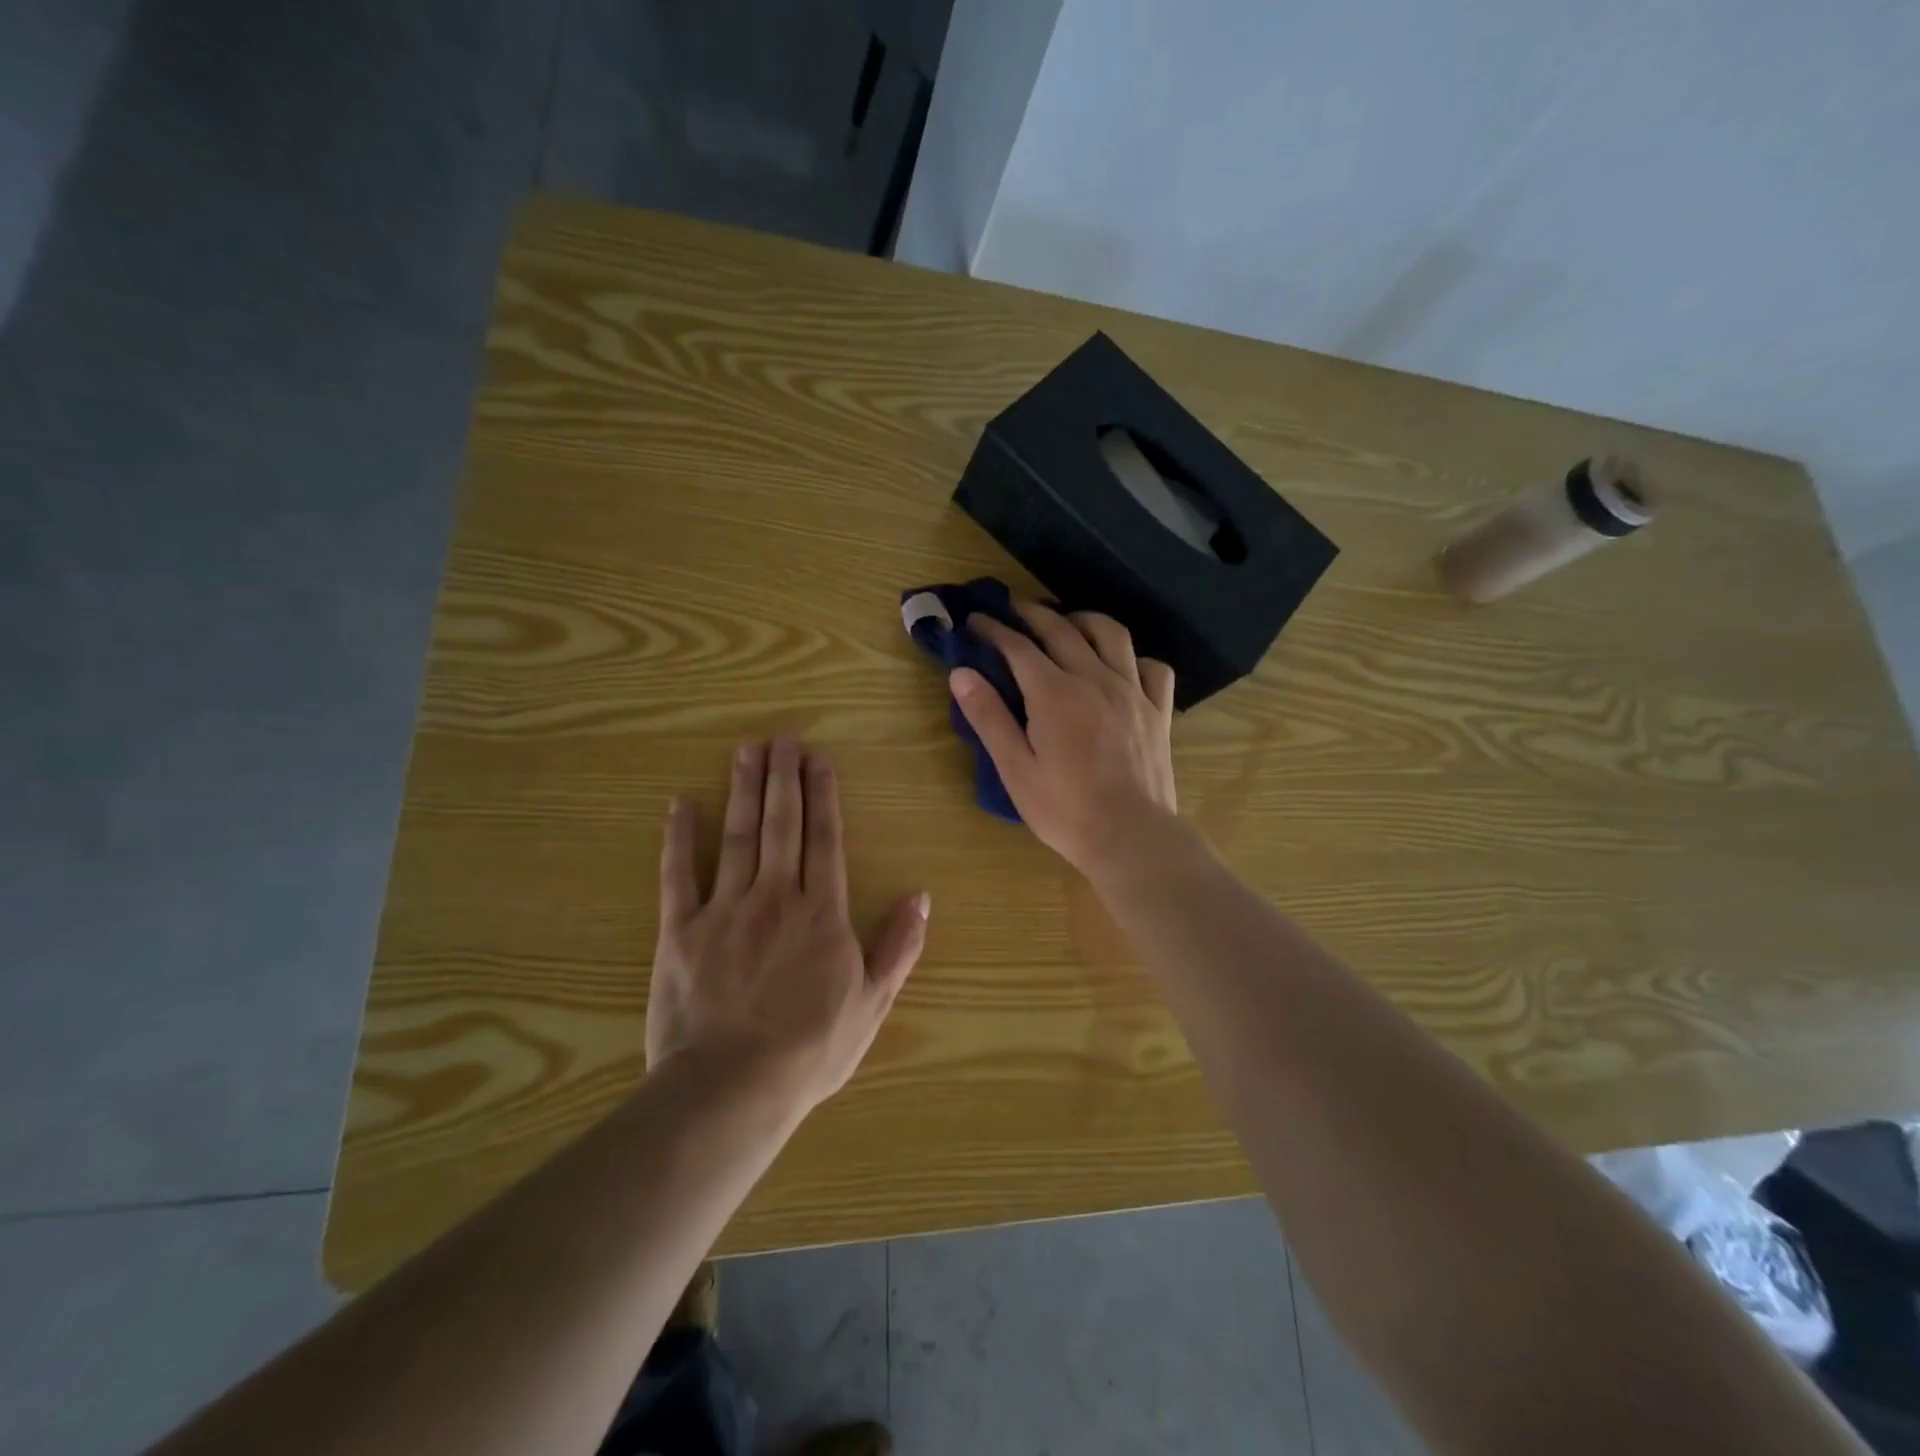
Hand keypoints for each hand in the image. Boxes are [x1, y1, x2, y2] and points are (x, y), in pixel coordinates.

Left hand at [647, 739, 929, 1112]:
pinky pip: (678, 875)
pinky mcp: (680, 930)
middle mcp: (776, 896)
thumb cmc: (810, 1049)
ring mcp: (725, 909)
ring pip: (737, 836)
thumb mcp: (872, 1003)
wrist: (732, 1087)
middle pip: (782, 825)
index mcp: (822, 912)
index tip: (818, 760)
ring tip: (746, 751)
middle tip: (782, 739)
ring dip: (743, 790)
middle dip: (783, 778)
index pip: (825, 839)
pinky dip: (679, 838)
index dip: (823, 796)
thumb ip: (898, 946)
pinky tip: (681, 805)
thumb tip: (921, 896)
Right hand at [951, 603, 1177, 877]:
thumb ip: (988, 717)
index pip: (1018, 647)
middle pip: (1062, 629)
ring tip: (1068, 624)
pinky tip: (1123, 666)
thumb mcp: (1015, 769)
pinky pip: (1153, 668)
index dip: (994, 629)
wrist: (1131, 836)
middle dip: (1033, 613)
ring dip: (1084, 620)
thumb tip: (961, 672)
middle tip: (1014, 609)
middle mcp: (1095, 679)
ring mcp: (1133, 691)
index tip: (976, 620)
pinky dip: (1135, 658)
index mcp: (1054, 693)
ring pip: (1112, 634)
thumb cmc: (1065, 810)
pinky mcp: (1159, 710)